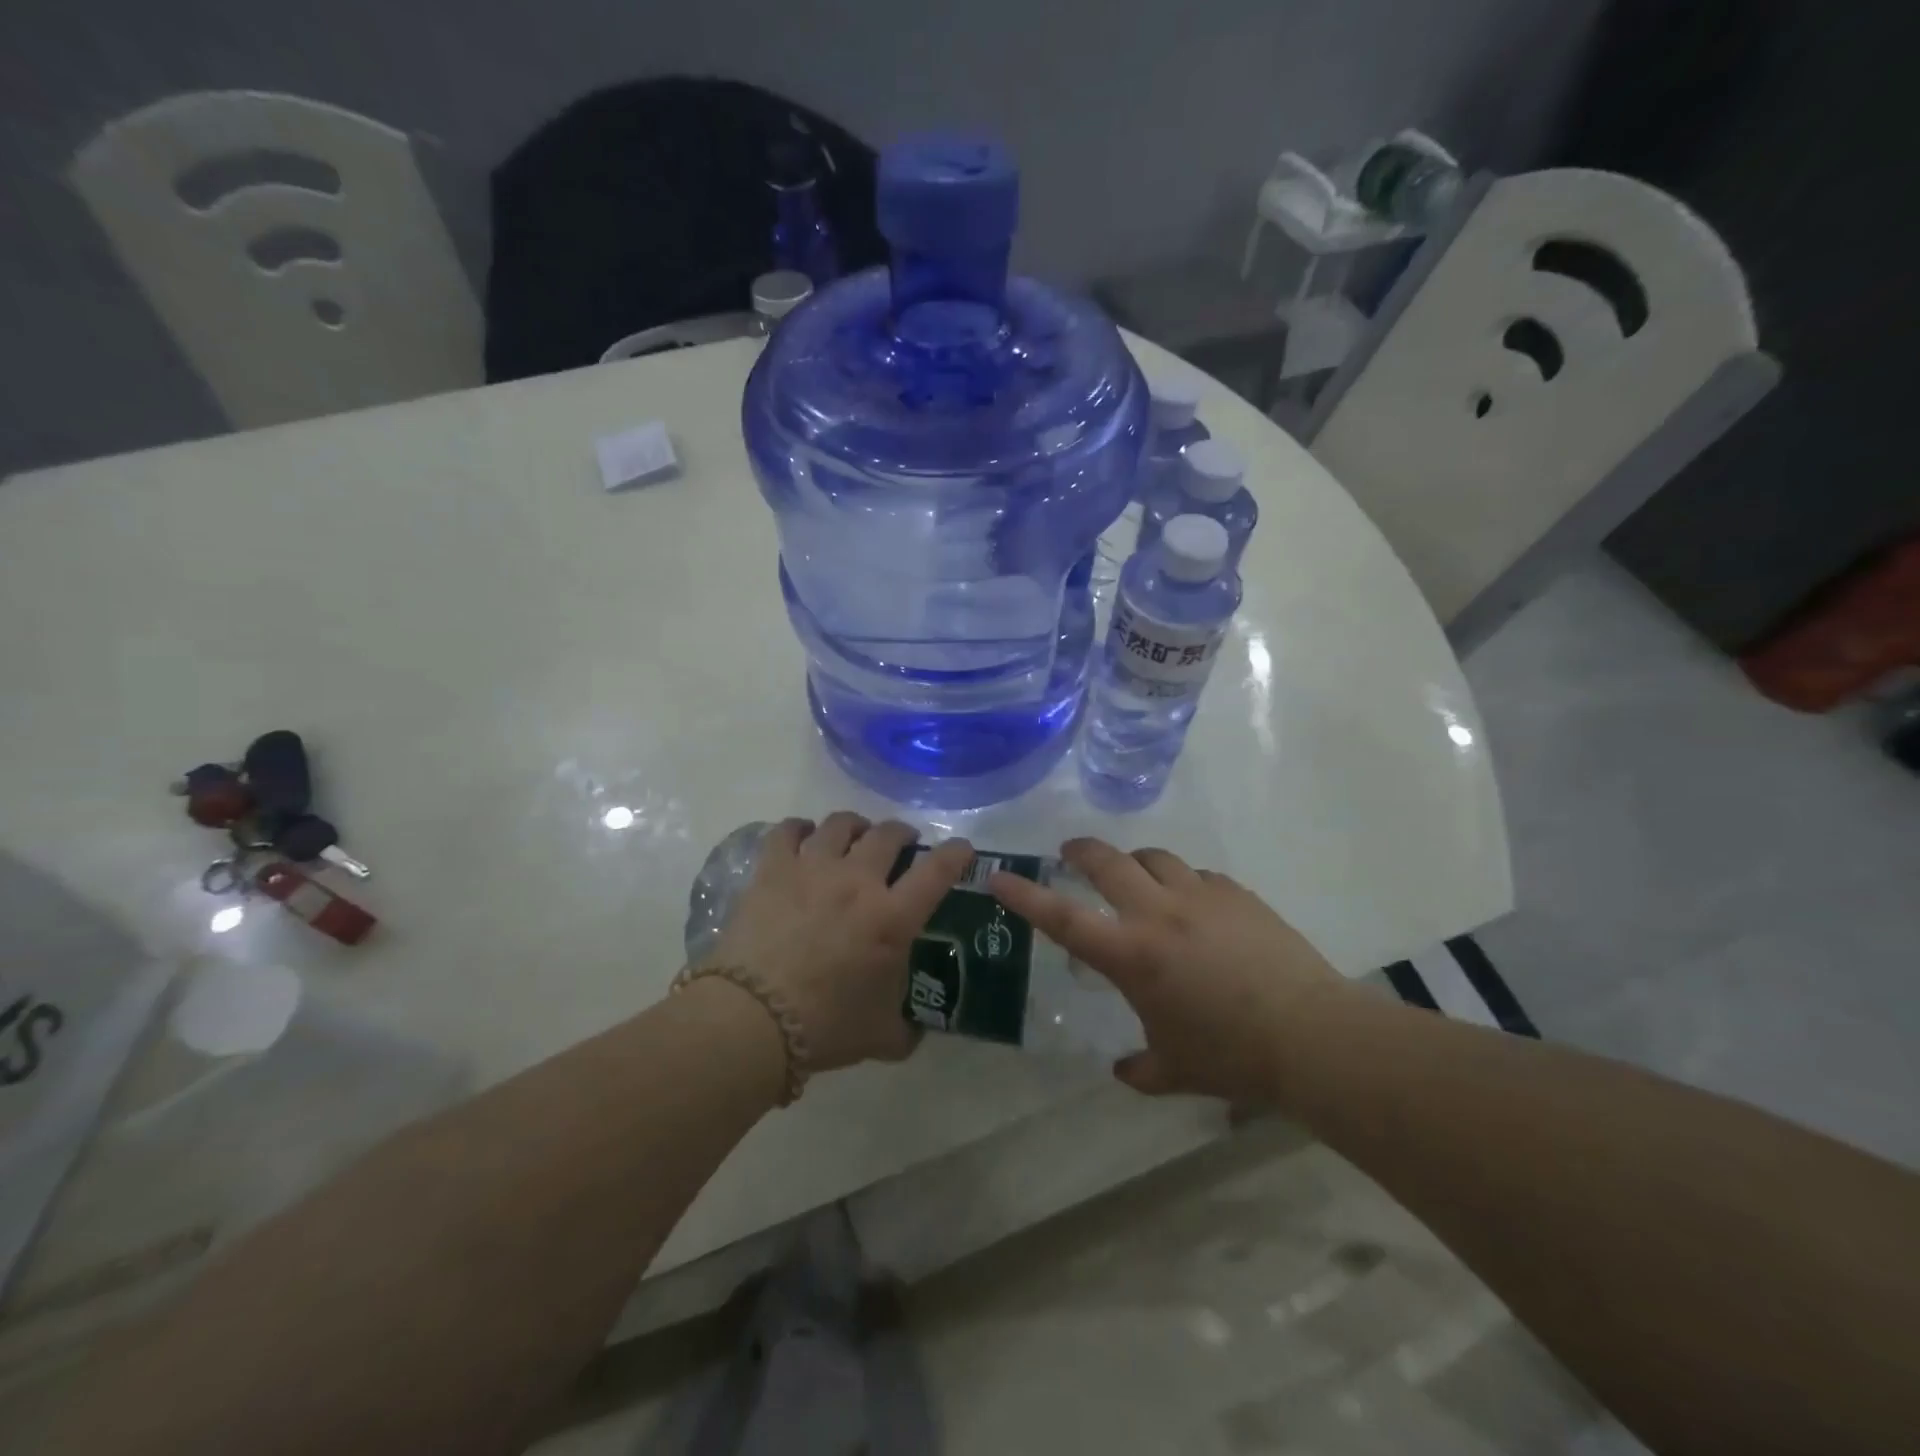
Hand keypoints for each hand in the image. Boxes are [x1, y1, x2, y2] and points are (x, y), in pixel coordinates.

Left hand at [708, 813, 973, 1072]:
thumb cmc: (825, 1026)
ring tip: (855, 833)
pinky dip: (800, 827)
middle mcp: (858, 881)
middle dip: (902, 833)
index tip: (963, 849)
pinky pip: (788, 830)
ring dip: (855, 825)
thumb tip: (914, 1031)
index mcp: (892, 917)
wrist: (752, 1019)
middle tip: (902, 843)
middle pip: (888, 834)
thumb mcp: (881, 1036)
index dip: (956, 854)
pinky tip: (803, 835)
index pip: (937, 871)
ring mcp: (813, 869)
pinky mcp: (773, 870)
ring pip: (841, 824)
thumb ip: (905, 1028)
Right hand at [990, 838, 1346, 1105]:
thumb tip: (1123, 1071)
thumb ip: (1141, 1070)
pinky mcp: (1237, 894)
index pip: (1063, 917)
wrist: (1313, 1036)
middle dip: (1081, 851)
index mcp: (1131, 955)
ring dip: (1136, 863)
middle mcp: (1158, 914)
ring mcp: (1201, 897)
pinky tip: (1195, 906)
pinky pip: (1198, 876)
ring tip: (1136, 878)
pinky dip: (1184, 883)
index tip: (999, 875)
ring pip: (1154, 858)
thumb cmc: (1232, 1057)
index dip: (1025, 895)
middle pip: (1108, 862)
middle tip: (1071, 853)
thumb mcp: (1175, 1070)